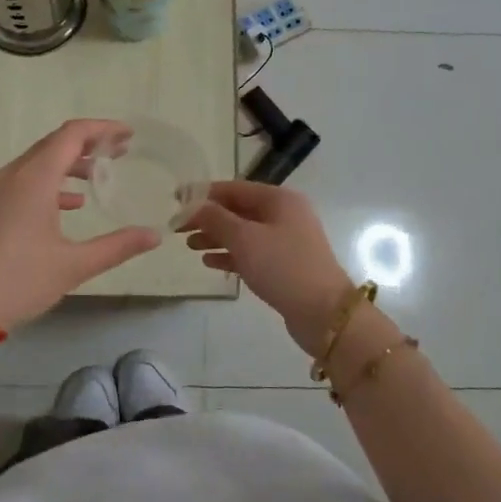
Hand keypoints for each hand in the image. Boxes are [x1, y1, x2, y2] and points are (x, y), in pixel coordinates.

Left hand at [0, 120, 160, 331]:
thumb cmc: (20, 281)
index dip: (102, 129)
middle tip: (120, 151)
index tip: (128, 135)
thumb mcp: (75, 265)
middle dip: (89, 143)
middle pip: (54, 143)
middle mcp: (13, 175)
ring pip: (38, 161)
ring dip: (70, 163)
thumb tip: (155, 235)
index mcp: (35, 179)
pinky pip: (25, 180)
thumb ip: (118, 246)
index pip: (72, 135)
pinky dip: (51, 182)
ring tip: (99, 176)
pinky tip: (71, 204)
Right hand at [178, 181, 351, 352]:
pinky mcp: (285, 265)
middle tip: (178, 228)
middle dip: (208, 217)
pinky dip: (230, 254)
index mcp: (279, 199)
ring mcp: (287, 240)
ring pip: (244, 232)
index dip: (203, 193)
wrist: (324, 313)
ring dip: (216, 236)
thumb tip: (192, 205)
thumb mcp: (244, 239)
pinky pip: (252, 252)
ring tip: (189, 245)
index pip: (234, 188)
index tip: (176, 199)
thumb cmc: (283, 267)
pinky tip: (209, 261)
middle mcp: (285, 214)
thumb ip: (215, 219)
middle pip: (238, 209)